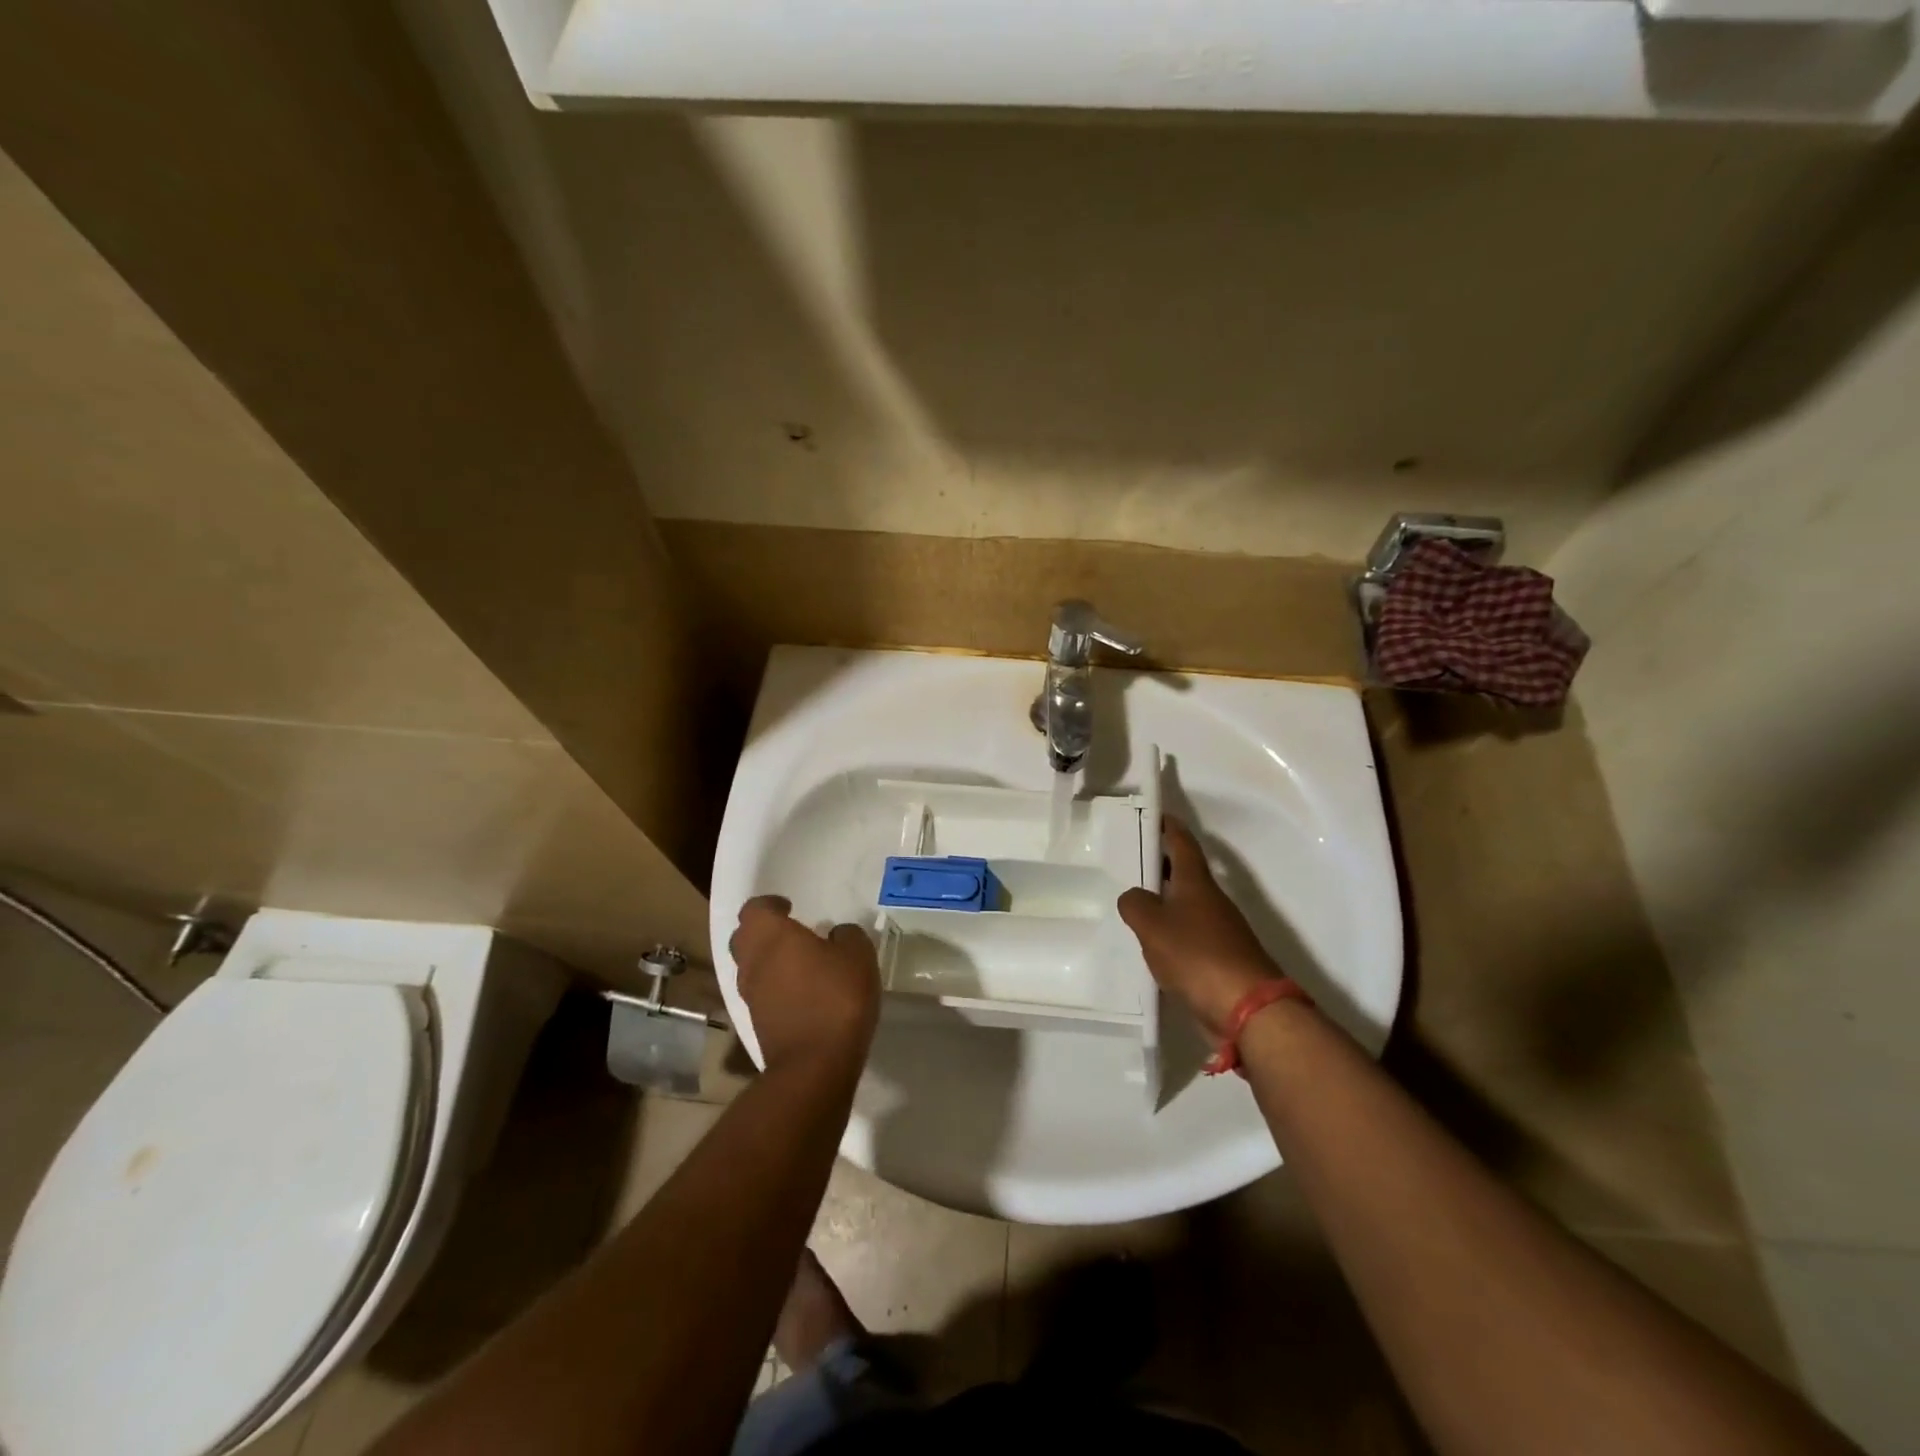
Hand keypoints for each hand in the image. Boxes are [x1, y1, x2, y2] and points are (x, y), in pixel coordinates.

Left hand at [730, 896, 880, 1072]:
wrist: (814, 1065)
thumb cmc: (836, 998)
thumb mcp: (858, 955)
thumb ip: (847, 936)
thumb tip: (836, 935)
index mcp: (771, 936)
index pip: (755, 909)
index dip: (770, 904)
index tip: (789, 907)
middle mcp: (752, 962)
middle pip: (744, 937)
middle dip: (763, 930)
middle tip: (790, 931)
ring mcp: (751, 995)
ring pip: (750, 966)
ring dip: (768, 960)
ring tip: (799, 962)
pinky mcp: (757, 1023)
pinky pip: (760, 992)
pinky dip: (774, 986)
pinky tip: (802, 991)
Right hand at [1118, 818, 1282, 1038]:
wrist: (1246, 1008)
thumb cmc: (1196, 955)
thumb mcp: (1152, 925)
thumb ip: (1135, 905)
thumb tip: (1133, 898)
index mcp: (1196, 883)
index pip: (1182, 843)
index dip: (1168, 827)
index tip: (1153, 816)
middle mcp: (1211, 901)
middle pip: (1184, 874)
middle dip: (1160, 866)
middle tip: (1131, 863)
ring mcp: (1220, 931)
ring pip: (1186, 906)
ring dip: (1164, 902)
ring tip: (1135, 908)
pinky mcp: (1221, 960)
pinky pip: (1191, 936)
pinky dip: (1172, 934)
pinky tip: (1154, 948)